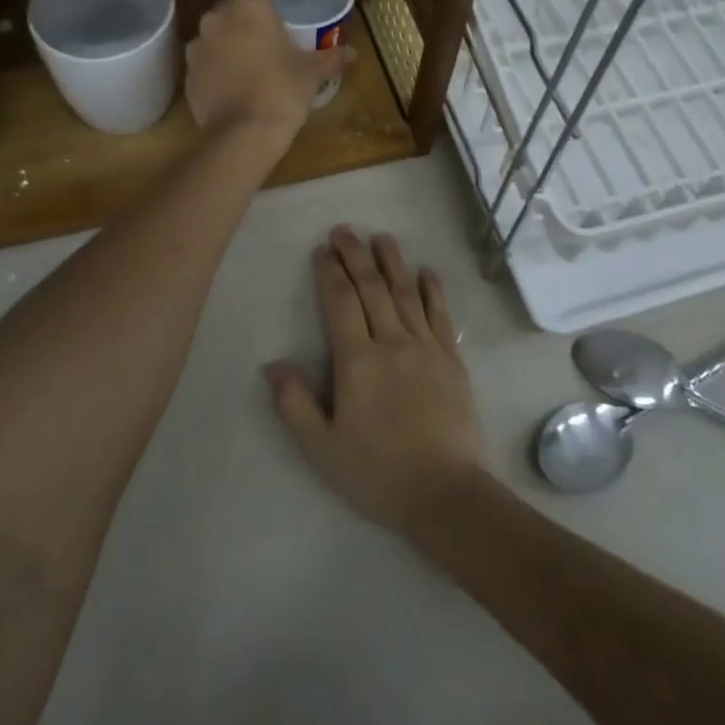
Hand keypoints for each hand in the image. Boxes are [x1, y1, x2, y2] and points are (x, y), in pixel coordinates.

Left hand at [185, 0, 350, 143]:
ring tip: (248, 57)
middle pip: (229, 3)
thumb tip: (352, 52)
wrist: (242, 136)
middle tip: (265, 27)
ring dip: (228, 38)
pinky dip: (217, 64)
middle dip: (244, 12)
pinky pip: (205, 59)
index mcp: (250, 7)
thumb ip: (331, 58)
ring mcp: (198, 46)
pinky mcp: (188, 74)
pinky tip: (232, 82)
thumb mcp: (312, 73)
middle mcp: (218, 18)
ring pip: (214, 32)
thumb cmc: (282, 92)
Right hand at [266, 227, 487, 536]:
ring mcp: (425, 347)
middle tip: (345, 231)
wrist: (446, 494)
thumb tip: (272, 364)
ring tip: (381, 237)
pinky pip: (440, 314)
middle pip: (371, 287)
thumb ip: (295, 404)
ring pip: (405, 292)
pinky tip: (426, 272)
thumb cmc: (378, 472)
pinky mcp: (451, 358)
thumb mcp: (322, 448)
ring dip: (392, 261)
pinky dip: (432, 289)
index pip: (341, 302)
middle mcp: (391, 342)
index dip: (330, 273)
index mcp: (357, 360)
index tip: (323, 250)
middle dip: (355, 255)